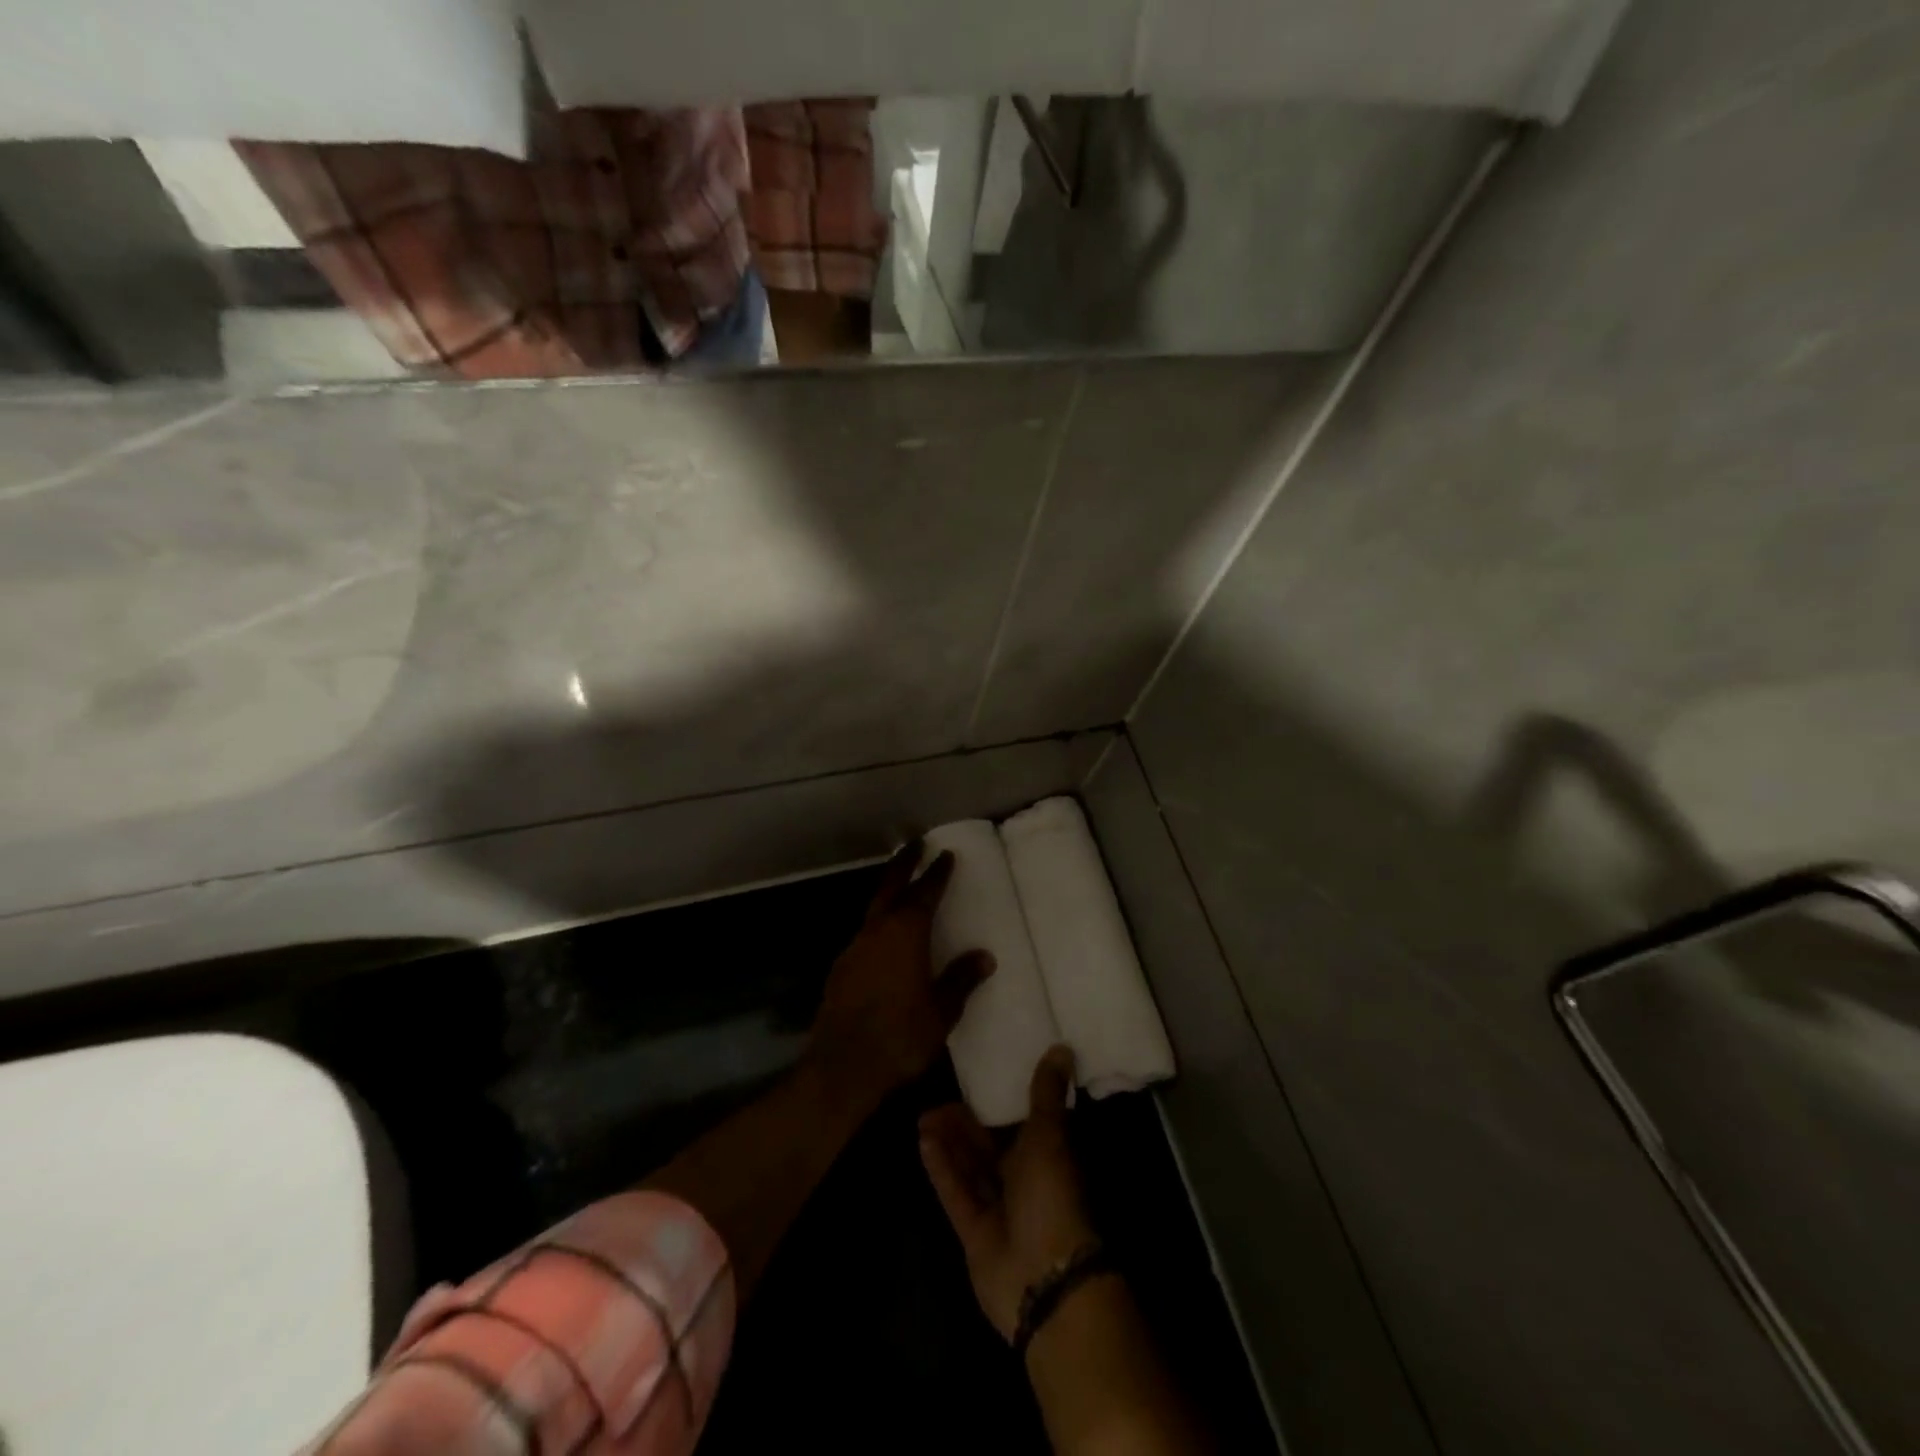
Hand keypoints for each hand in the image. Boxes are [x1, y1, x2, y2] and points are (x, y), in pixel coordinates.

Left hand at [807, 841, 994, 1107]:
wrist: (842, 1066)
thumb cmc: (900, 1036)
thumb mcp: (941, 1011)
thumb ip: (961, 980)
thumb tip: (984, 957)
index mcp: (905, 934)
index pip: (924, 893)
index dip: (936, 873)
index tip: (945, 855)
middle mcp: (877, 932)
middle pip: (890, 887)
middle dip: (904, 863)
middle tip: (915, 843)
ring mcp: (854, 949)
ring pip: (874, 909)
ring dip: (889, 893)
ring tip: (903, 887)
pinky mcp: (841, 969)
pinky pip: (865, 934)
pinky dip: (879, 924)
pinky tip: (885, 939)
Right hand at [919, 1045, 1097, 1340]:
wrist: (1044, 1278)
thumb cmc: (1052, 1196)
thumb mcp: (1050, 1136)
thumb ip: (1047, 1094)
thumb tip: (1063, 1047)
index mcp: (1046, 1156)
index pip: (1020, 1123)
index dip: (998, 1104)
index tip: (975, 1080)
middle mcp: (1022, 1180)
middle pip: (988, 1146)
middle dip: (964, 1123)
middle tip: (937, 1101)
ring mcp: (997, 1208)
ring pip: (969, 1167)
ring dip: (949, 1142)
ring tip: (924, 1116)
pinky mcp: (973, 1231)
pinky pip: (955, 1192)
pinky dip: (942, 1168)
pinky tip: (924, 1141)